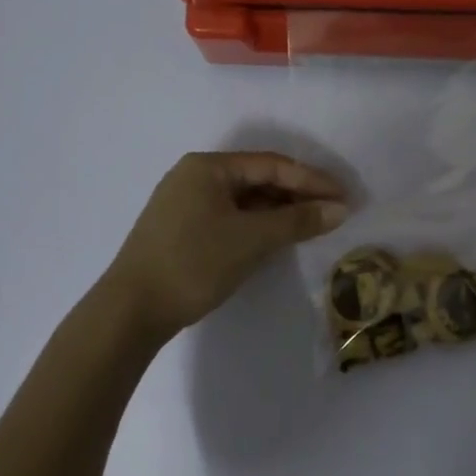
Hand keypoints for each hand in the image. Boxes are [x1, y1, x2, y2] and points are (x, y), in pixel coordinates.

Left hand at [105, 151, 350, 337]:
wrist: (131, 310)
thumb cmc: (193, 263)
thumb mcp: (251, 239)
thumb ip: (298, 221)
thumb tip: (339, 209)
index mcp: (208, 167)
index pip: (272, 165)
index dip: (312, 180)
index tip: (345, 197)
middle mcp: (195, 176)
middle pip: (258, 179)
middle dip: (297, 195)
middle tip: (333, 213)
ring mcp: (185, 203)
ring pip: (244, 200)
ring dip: (278, 211)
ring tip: (312, 226)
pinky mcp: (182, 229)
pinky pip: (230, 216)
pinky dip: (257, 225)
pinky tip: (276, 238)